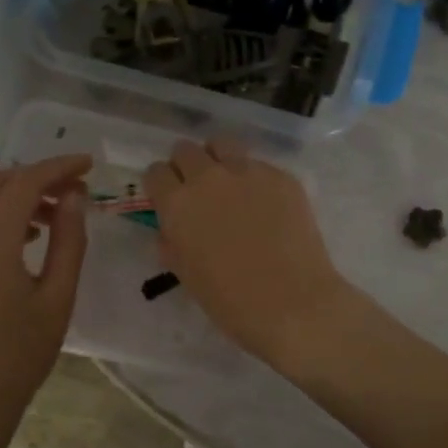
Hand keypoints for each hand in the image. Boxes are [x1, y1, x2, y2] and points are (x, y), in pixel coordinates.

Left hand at [0, 155, 90, 442]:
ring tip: (51, 219)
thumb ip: (69, 241)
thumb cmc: (20, 356)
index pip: (24, 183)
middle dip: (36, 179)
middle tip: (73, 192)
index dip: (58, 168)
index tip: (88, 166)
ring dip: (15, 200)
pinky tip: (19, 244)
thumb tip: (75, 197)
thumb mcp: (57, 299)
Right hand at [145, 139, 351, 363]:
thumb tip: (172, 229)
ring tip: (229, 183)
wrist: (291, 303)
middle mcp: (208, 177)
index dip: (161, 185)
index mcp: (177, 203)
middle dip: (186, 167)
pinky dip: (254, 179)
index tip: (168, 198)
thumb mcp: (186, 274)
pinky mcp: (281, 176)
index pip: (156, 172)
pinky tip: (267, 206)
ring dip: (218, 159)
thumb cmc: (230, 301)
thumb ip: (173, 242)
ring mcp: (248, 172)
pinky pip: (259, 165)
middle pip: (186, 150)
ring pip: (222, 144)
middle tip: (198, 191)